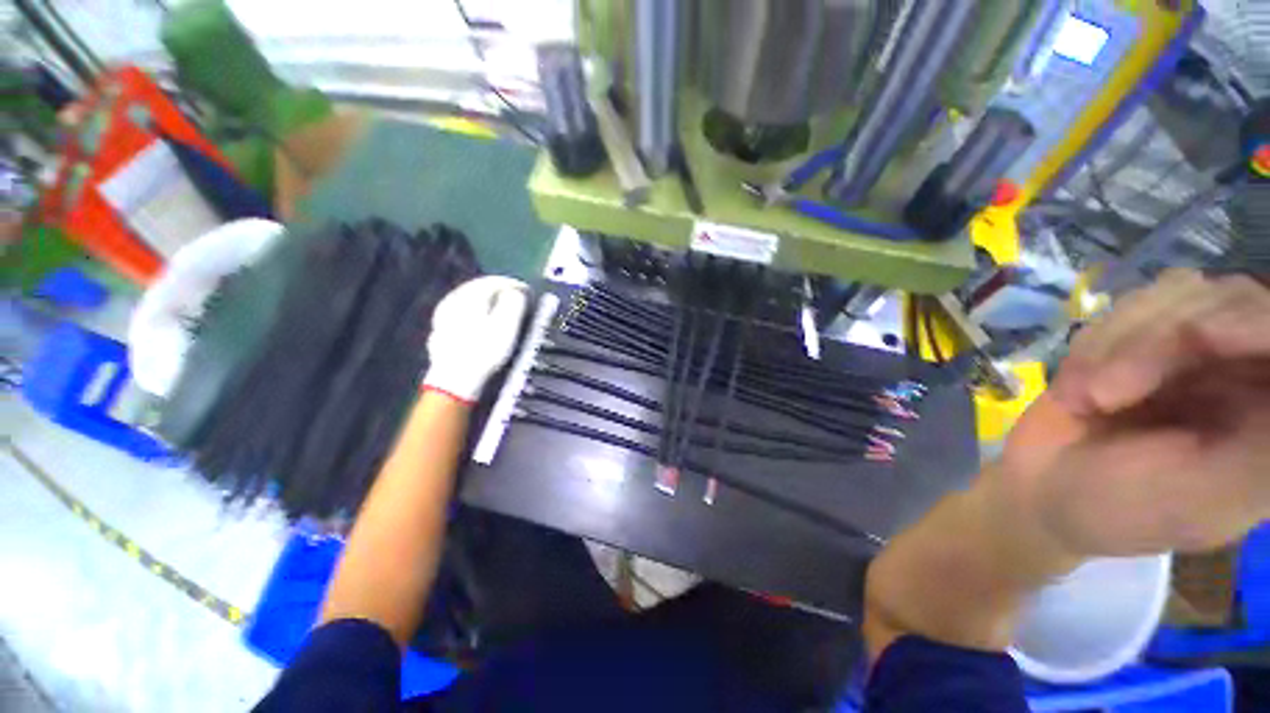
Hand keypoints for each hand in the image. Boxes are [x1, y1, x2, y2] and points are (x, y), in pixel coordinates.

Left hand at [422, 276, 528, 402]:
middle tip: (518, 299)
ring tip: (503, 309)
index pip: (496, 282)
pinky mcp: (440, 329)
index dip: (515, 285)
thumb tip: (516, 292)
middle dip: (500, 291)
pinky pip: (462, 312)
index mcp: (471, 295)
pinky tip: (481, 321)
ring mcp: (443, 314)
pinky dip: (476, 312)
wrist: (455, 379)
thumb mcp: (507, 325)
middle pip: (480, 288)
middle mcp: (454, 299)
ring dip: (488, 301)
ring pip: (470, 299)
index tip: (529, 292)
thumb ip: (514, 302)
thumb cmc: (485, 350)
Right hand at [1003, 269, 1269, 556]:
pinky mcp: (1144, 337)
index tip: (1204, 336)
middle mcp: (1248, 370)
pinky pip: (1130, 305)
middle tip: (1103, 395)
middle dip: (1159, 343)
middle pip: (1233, 301)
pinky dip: (1094, 345)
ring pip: (1179, 293)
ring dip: (1116, 346)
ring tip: (1085, 400)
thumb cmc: (1124, 510)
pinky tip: (1077, 388)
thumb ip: (1261, 451)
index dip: (1256, 323)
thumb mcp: (1200, 499)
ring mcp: (1197, 349)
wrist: (1042, 491)